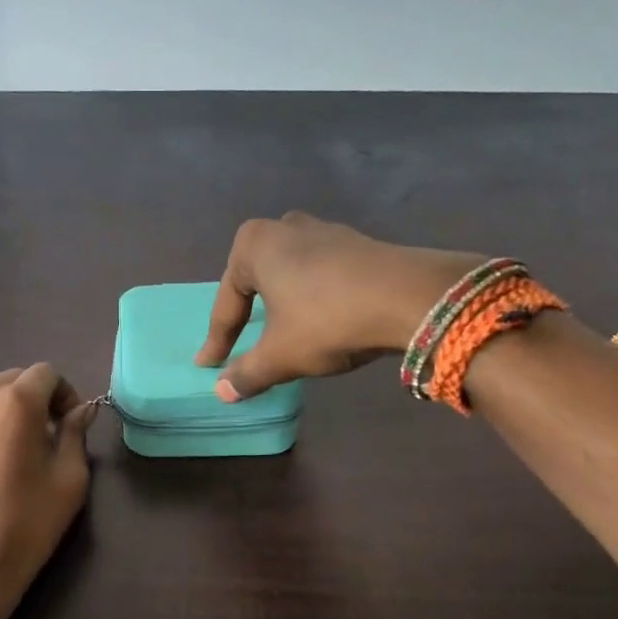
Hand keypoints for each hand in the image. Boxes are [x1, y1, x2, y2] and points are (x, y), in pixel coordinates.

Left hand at [0, 364, 95, 600]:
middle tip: (54, 434)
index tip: (74, 424)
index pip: (46, 373)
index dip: (66, 393)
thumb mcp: (69, 478)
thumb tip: (80, 411)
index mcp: (15, 402)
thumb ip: (75, 433)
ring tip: (27, 448)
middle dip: (40, 397)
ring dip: (15, 409)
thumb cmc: (28, 521)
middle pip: (17, 378)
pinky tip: (1, 462)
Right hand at [196, 212, 484, 399]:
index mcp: (254, 245)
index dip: (217, 340)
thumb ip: (247, 373)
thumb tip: (222, 391)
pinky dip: (312, 299)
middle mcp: (286, 228)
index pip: (227, 304)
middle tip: (241, 339)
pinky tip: (320, 320)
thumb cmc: (327, 321)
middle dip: (248, 312)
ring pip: (290, 275)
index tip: (208, 365)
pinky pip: (320, 275)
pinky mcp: (359, 244)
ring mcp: (326, 231)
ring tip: (281, 331)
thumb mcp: (280, 356)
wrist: (409, 297)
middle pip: (256, 280)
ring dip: (282, 304)